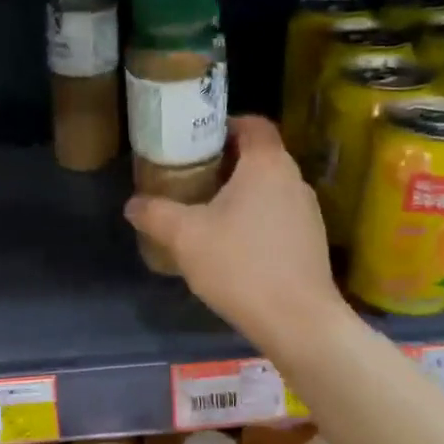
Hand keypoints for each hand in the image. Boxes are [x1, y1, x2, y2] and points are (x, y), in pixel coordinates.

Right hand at [125, 114, 346, 346]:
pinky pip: (279, 217)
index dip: (226, 125)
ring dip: (241, 194)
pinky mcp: (311, 242)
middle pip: (260, 156)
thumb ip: (155, 214)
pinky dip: (256, 220)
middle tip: (192, 178)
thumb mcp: (184, 237)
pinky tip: (234, 247)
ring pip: (270, 189)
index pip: (253, 123)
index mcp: (267, 164)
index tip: (198, 141)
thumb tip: (132, 204)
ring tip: (208, 214)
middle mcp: (294, 180)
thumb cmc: (240, 265)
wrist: (296, 320)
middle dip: (226, 163)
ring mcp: (308, 212)